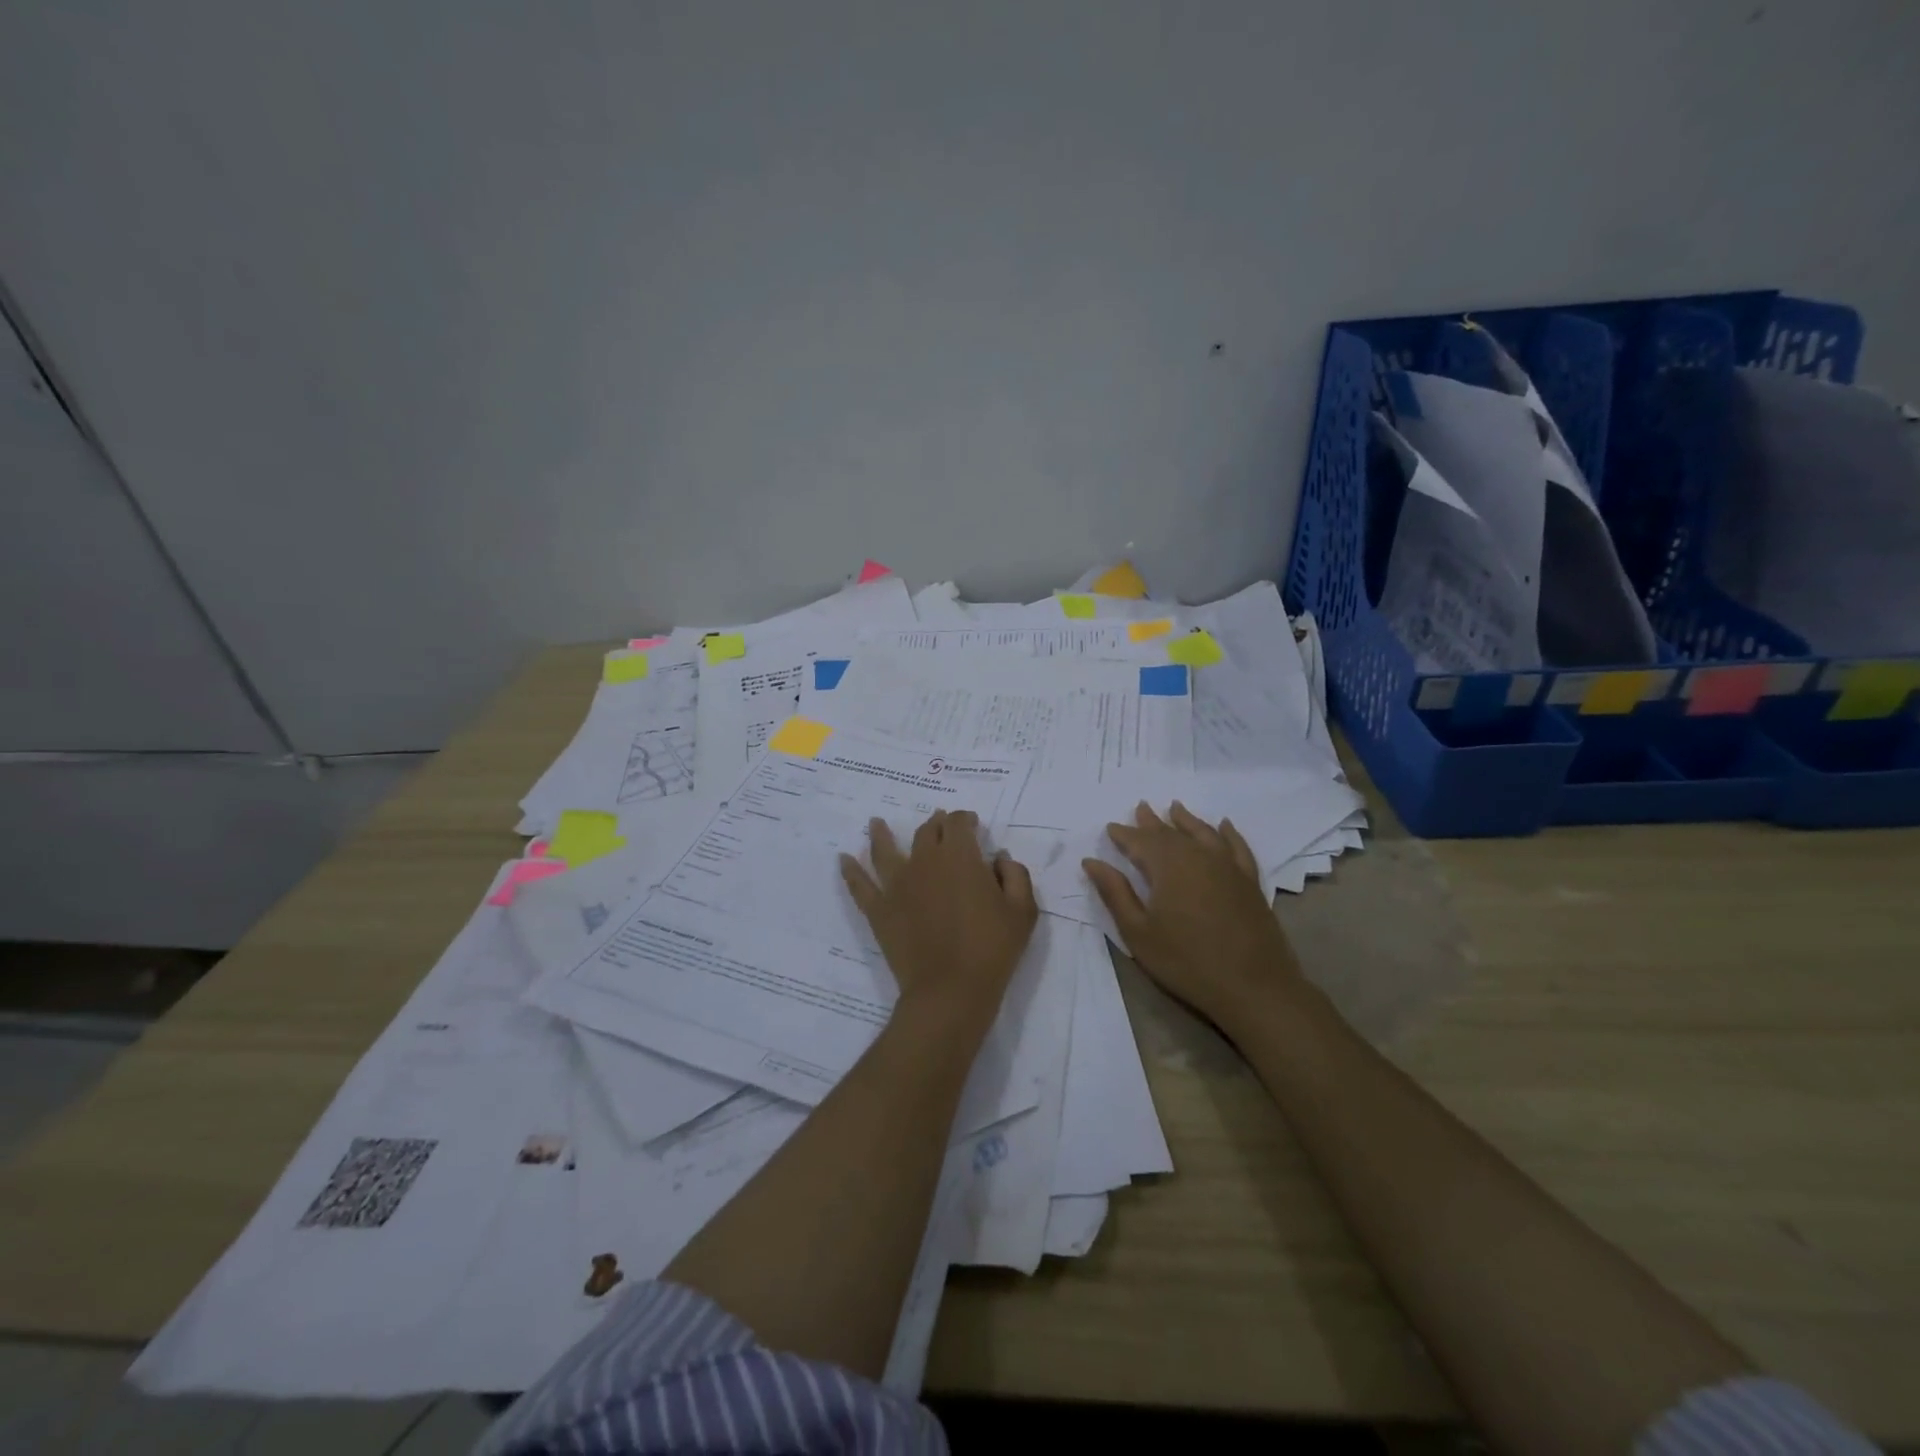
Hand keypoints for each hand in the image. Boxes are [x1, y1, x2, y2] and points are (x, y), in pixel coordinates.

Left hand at [841, 810, 1037, 1031]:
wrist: (950, 989)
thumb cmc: (992, 948)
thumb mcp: (1022, 910)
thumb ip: (1015, 875)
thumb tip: (999, 857)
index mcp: (960, 856)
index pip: (958, 823)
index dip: (964, 819)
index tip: (970, 824)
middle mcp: (925, 861)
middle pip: (926, 832)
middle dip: (935, 824)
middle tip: (939, 823)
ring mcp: (897, 885)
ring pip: (885, 850)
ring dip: (881, 834)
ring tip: (875, 822)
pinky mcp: (879, 909)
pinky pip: (860, 885)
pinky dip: (851, 870)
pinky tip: (843, 859)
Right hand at [1083, 802, 1303, 1034]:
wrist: (1254, 987)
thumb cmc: (1186, 961)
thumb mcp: (1139, 932)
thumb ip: (1115, 893)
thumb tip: (1092, 862)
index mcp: (1167, 866)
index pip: (1139, 841)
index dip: (1123, 834)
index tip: (1111, 827)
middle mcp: (1198, 856)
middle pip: (1171, 833)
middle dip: (1152, 822)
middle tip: (1140, 807)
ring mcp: (1228, 867)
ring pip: (1203, 833)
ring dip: (1186, 820)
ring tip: (1175, 807)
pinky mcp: (1249, 881)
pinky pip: (1237, 847)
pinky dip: (1229, 833)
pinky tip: (1224, 826)